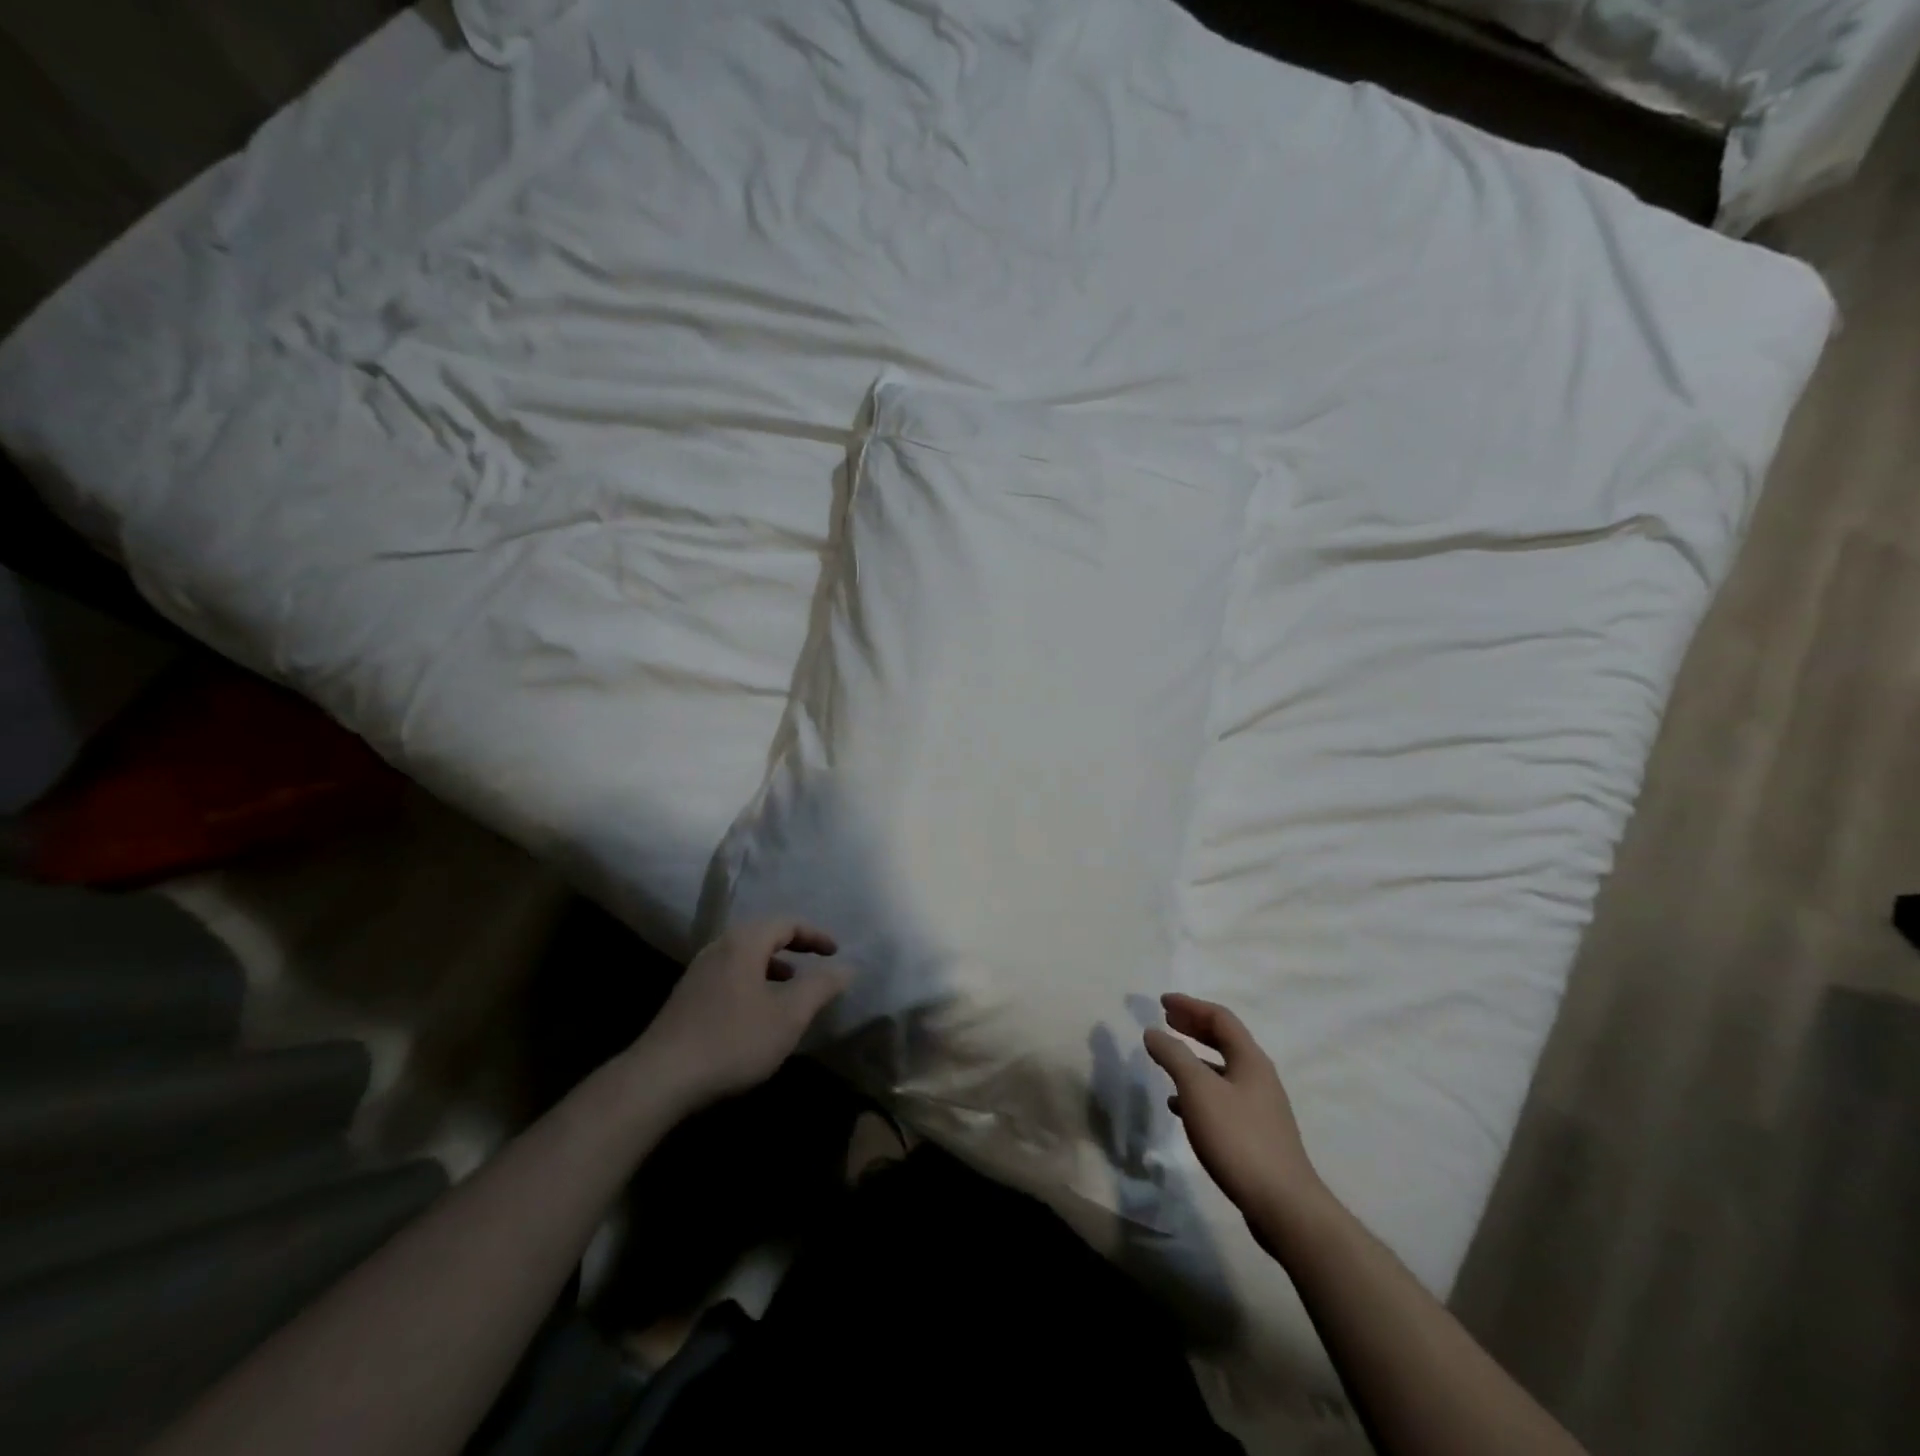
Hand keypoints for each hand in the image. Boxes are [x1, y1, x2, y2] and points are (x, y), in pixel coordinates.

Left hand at [631, 918, 850, 1111]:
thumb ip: (821, 987)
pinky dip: (753, 981)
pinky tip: (758, 1013)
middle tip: (816, 964)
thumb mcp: (788, 1015)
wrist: (660, 1079)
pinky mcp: (687, 996)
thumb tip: (847, 968)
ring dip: (773, 966)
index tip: (835, 953)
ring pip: (745, 956)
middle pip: (763, 934)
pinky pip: (730, 974)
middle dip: (794, 947)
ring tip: (791, 989)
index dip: (815, 935)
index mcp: (744, 942)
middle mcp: (719, 947)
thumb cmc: (733, 1040)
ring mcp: (699, 971)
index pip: (787, 923)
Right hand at [1144, 993, 1323, 1241]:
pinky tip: (1179, 1107)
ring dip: (1194, 1060)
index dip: (1190, 1006)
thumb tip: (1153, 1032)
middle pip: (1224, 1041)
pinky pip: (1222, 1098)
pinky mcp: (1256, 1135)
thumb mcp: (1198, 1090)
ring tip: (1168, 1061)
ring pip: (1222, 1071)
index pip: (1219, 1018)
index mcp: (1250, 1059)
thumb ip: (1173, 1056)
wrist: (1283, 1205)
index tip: (1162, 1002)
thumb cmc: (1238, 1138)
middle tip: (1166, 1021)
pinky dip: (1199, 1092)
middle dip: (1193, 1028)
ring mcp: (1260, 1107)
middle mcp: (1258, 1077)